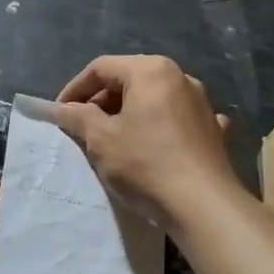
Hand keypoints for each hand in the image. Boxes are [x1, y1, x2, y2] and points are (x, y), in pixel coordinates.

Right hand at [56, 55, 237, 228]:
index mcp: (151, 70)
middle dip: (102, 101)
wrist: (203, 205)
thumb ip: (78, 117)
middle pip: (130, 79)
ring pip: (154, 98)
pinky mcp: (213, 128)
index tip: (60, 114)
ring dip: (129, 113)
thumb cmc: (145, 164)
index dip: (75, 89)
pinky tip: (156, 143)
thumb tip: (64, 109)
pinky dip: (160, 126)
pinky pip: (178, 118)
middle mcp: (180, 77)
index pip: (101, 68)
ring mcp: (202, 102)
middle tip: (82, 128)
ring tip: (113, 139)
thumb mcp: (101, 140)